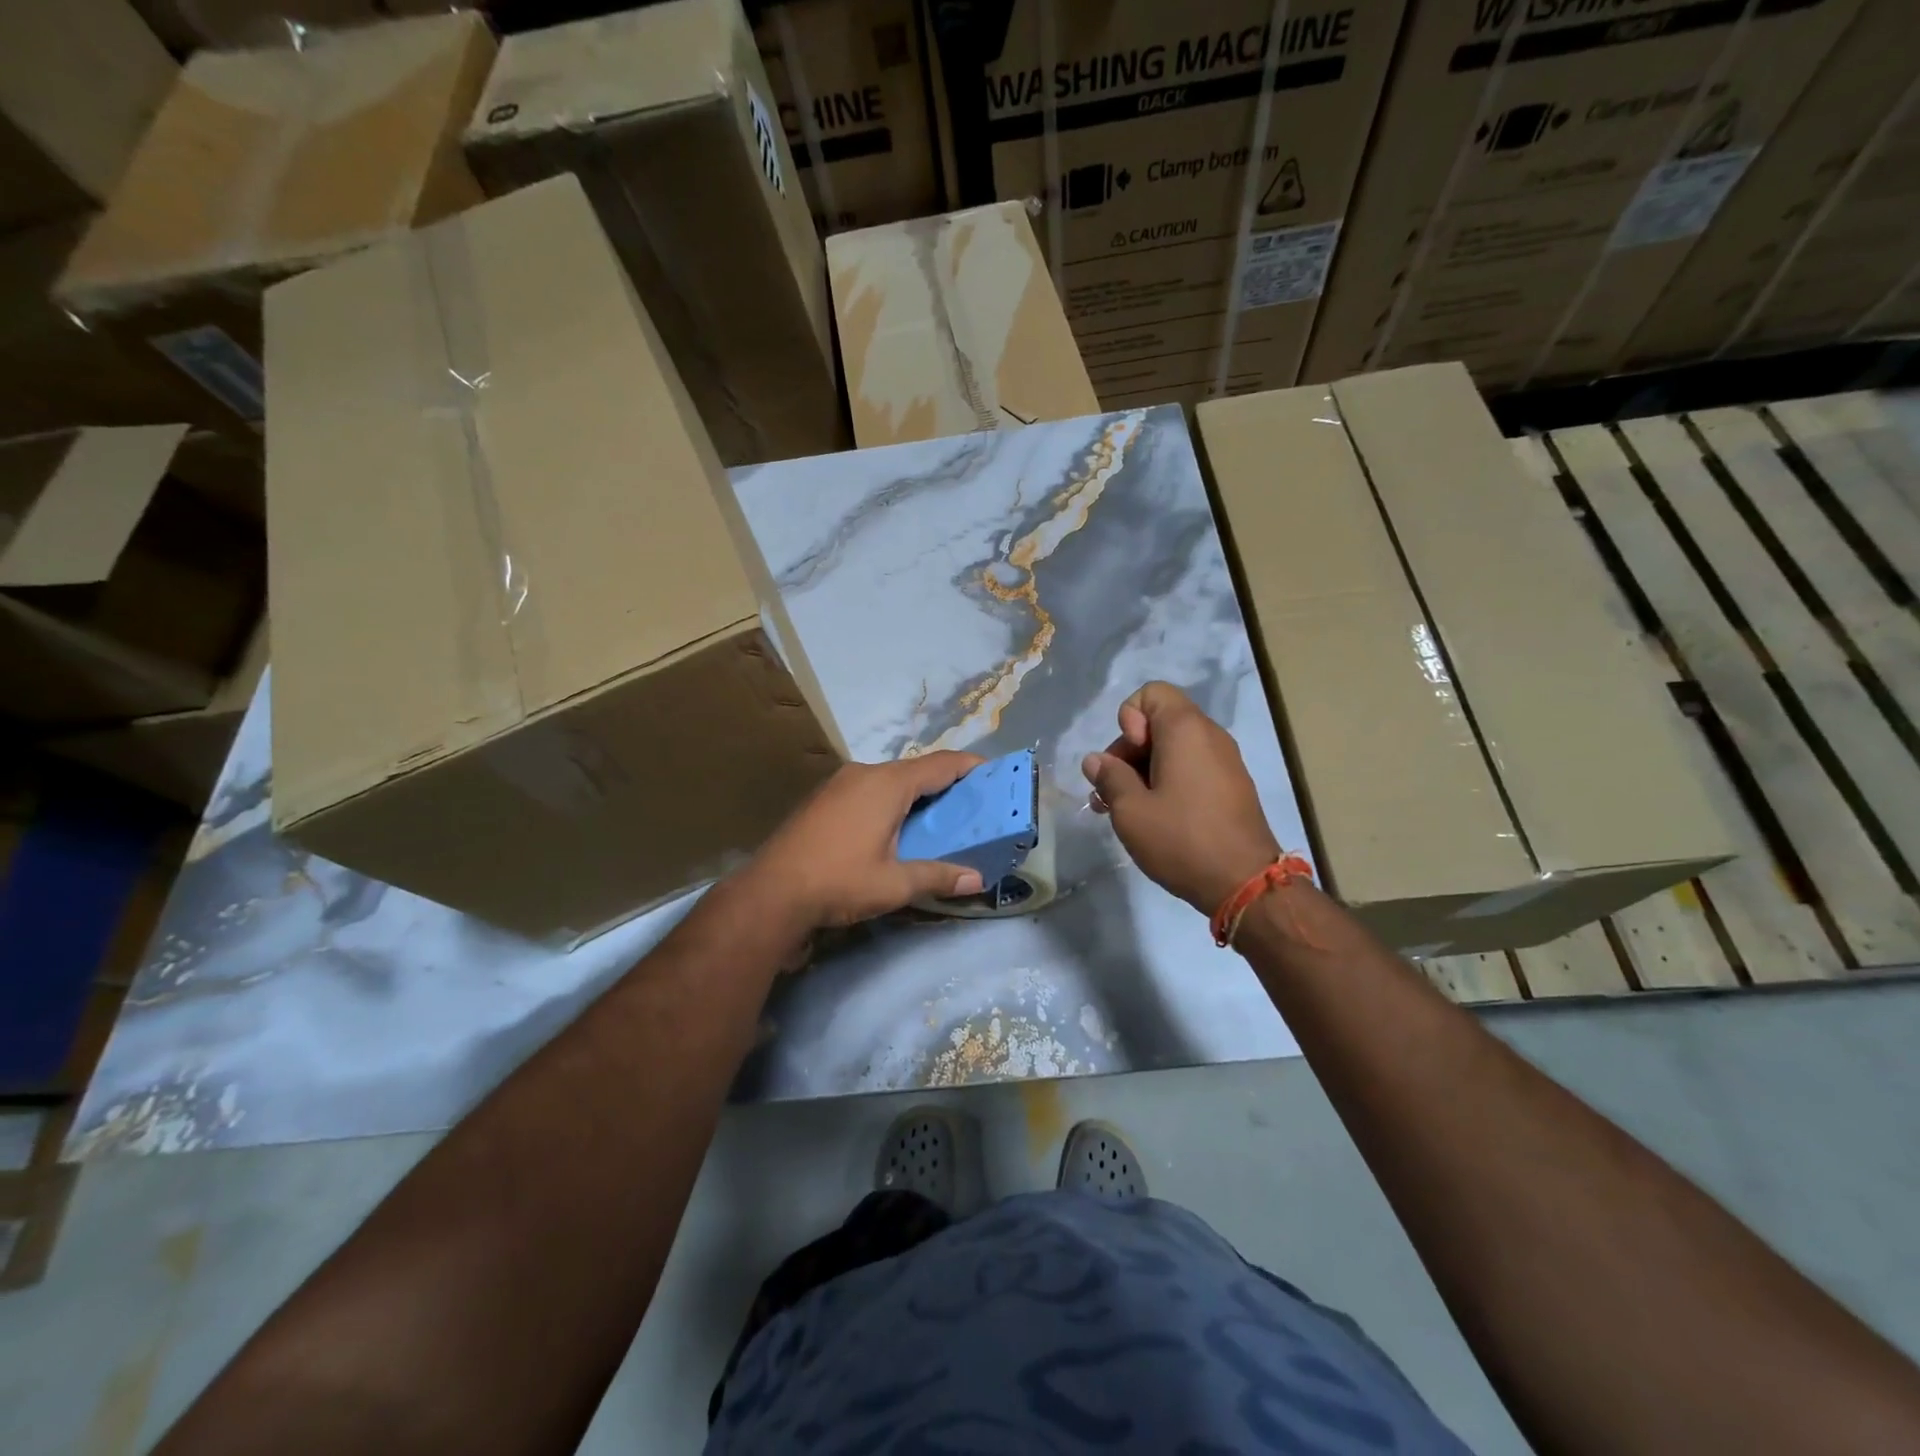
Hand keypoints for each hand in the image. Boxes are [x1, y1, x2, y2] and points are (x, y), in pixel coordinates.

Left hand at [744, 752, 987, 932]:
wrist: (771, 892)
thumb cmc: (839, 881)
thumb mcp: (895, 883)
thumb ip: (938, 876)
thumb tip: (976, 879)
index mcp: (888, 784)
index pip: (941, 764)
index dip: (971, 766)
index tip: (994, 774)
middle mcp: (865, 773)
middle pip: (916, 770)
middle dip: (946, 784)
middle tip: (971, 806)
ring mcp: (839, 783)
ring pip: (890, 779)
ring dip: (916, 794)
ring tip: (937, 818)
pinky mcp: (823, 798)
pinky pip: (868, 789)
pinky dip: (890, 800)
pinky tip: (894, 827)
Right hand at [1083, 682, 1279, 913]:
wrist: (1245, 883)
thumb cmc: (1182, 839)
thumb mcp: (1131, 810)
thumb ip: (1109, 777)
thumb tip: (1096, 760)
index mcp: (1185, 729)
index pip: (1151, 693)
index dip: (1128, 719)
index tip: (1126, 759)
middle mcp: (1209, 735)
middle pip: (1159, 722)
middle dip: (1128, 751)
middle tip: (1111, 792)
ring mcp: (1225, 761)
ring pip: (1173, 749)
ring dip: (1143, 771)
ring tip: (1122, 810)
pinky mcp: (1231, 787)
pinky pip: (1191, 768)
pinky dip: (1167, 782)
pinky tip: (1152, 817)